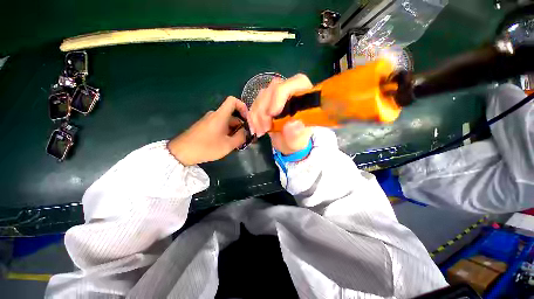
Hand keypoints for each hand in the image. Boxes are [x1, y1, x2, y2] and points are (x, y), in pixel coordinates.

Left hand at [168, 96, 247, 165]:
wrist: (181, 152)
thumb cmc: (206, 147)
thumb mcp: (228, 145)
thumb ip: (241, 137)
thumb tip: (246, 132)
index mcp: (220, 115)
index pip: (233, 101)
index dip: (243, 107)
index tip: (247, 120)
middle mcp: (215, 115)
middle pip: (232, 115)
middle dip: (241, 126)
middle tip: (245, 138)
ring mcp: (209, 121)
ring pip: (227, 122)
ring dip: (234, 131)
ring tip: (237, 144)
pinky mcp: (205, 126)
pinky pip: (220, 126)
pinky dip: (227, 132)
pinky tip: (227, 143)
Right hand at [248, 74, 313, 154]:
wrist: (286, 143)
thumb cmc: (295, 141)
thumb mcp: (297, 142)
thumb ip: (296, 134)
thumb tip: (293, 124)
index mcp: (305, 98)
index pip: (296, 82)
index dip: (280, 95)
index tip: (272, 114)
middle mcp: (292, 92)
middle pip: (274, 88)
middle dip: (265, 109)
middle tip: (265, 129)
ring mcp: (278, 95)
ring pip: (262, 95)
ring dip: (257, 114)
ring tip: (261, 131)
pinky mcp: (267, 101)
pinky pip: (255, 103)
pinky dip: (253, 116)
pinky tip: (256, 128)